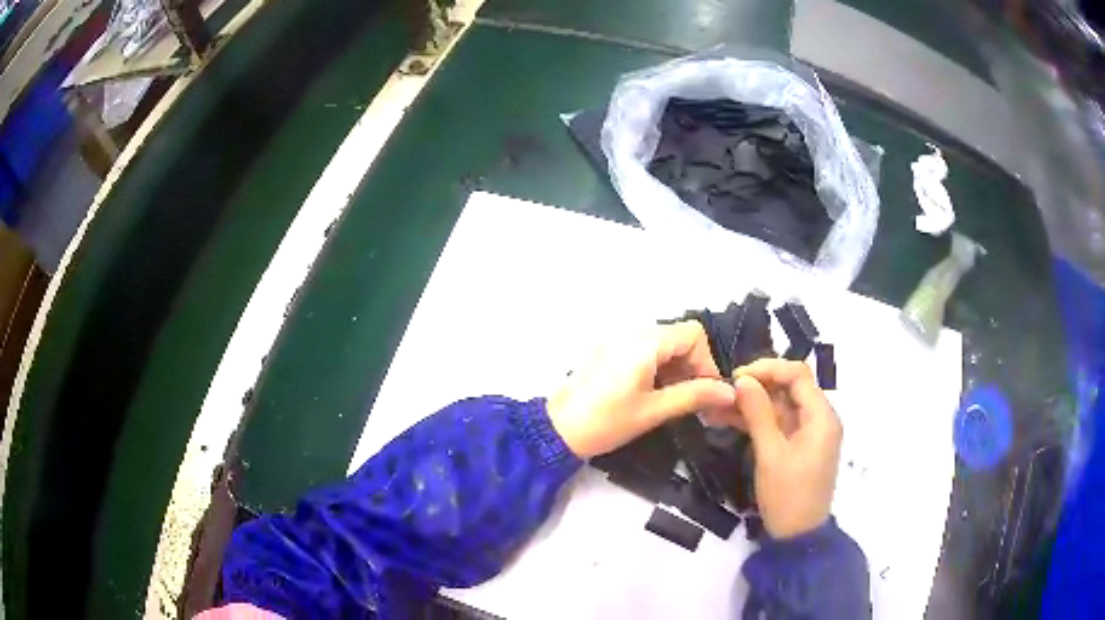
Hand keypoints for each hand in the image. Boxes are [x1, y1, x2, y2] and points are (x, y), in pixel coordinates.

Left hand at [547, 321, 736, 458]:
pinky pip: (644, 349)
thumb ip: (694, 396)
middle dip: (692, 366)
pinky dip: (658, 366)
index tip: (707, 392)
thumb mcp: (653, 411)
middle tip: (694, 401)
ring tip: (675, 400)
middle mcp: (631, 331)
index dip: (706, 361)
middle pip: (679, 336)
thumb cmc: (606, 422)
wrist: (556, 430)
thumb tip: (730, 393)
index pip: (693, 333)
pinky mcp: (608, 350)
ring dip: (676, 367)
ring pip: (663, 343)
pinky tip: (655, 393)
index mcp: (644, 341)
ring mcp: (617, 338)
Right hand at [730, 359, 841, 538]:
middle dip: (756, 387)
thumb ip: (758, 414)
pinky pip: (778, 424)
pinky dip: (757, 421)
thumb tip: (742, 380)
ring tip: (718, 407)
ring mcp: (809, 433)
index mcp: (822, 416)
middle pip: (789, 388)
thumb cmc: (788, 495)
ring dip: (752, 405)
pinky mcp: (798, 446)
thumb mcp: (770, 454)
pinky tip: (729, 420)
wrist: (798, 537)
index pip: (797, 374)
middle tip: (722, 392)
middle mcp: (820, 418)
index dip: (767, 369)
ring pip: (780, 406)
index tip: (736, 376)